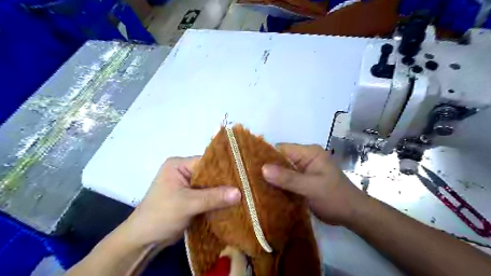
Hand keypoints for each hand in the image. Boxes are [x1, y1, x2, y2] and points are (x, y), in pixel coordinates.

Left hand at [122, 156, 240, 248]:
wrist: (143, 240)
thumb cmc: (161, 215)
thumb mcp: (187, 204)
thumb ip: (213, 197)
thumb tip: (239, 193)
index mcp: (179, 165)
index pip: (206, 161)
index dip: (223, 168)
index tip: (242, 174)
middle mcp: (184, 171)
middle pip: (209, 173)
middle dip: (225, 181)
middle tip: (245, 184)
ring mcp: (187, 185)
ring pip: (210, 185)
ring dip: (222, 191)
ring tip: (243, 192)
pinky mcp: (190, 197)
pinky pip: (207, 195)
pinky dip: (217, 199)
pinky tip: (232, 201)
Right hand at [260, 144, 367, 224]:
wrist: (353, 214)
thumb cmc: (334, 197)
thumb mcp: (311, 187)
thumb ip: (288, 178)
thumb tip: (263, 168)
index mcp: (309, 153)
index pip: (282, 149)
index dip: (266, 157)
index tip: (250, 167)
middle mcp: (305, 158)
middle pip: (281, 159)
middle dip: (267, 169)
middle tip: (249, 178)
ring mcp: (304, 170)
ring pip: (282, 171)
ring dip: (272, 178)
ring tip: (254, 185)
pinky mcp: (303, 181)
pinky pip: (287, 180)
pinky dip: (279, 185)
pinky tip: (267, 192)